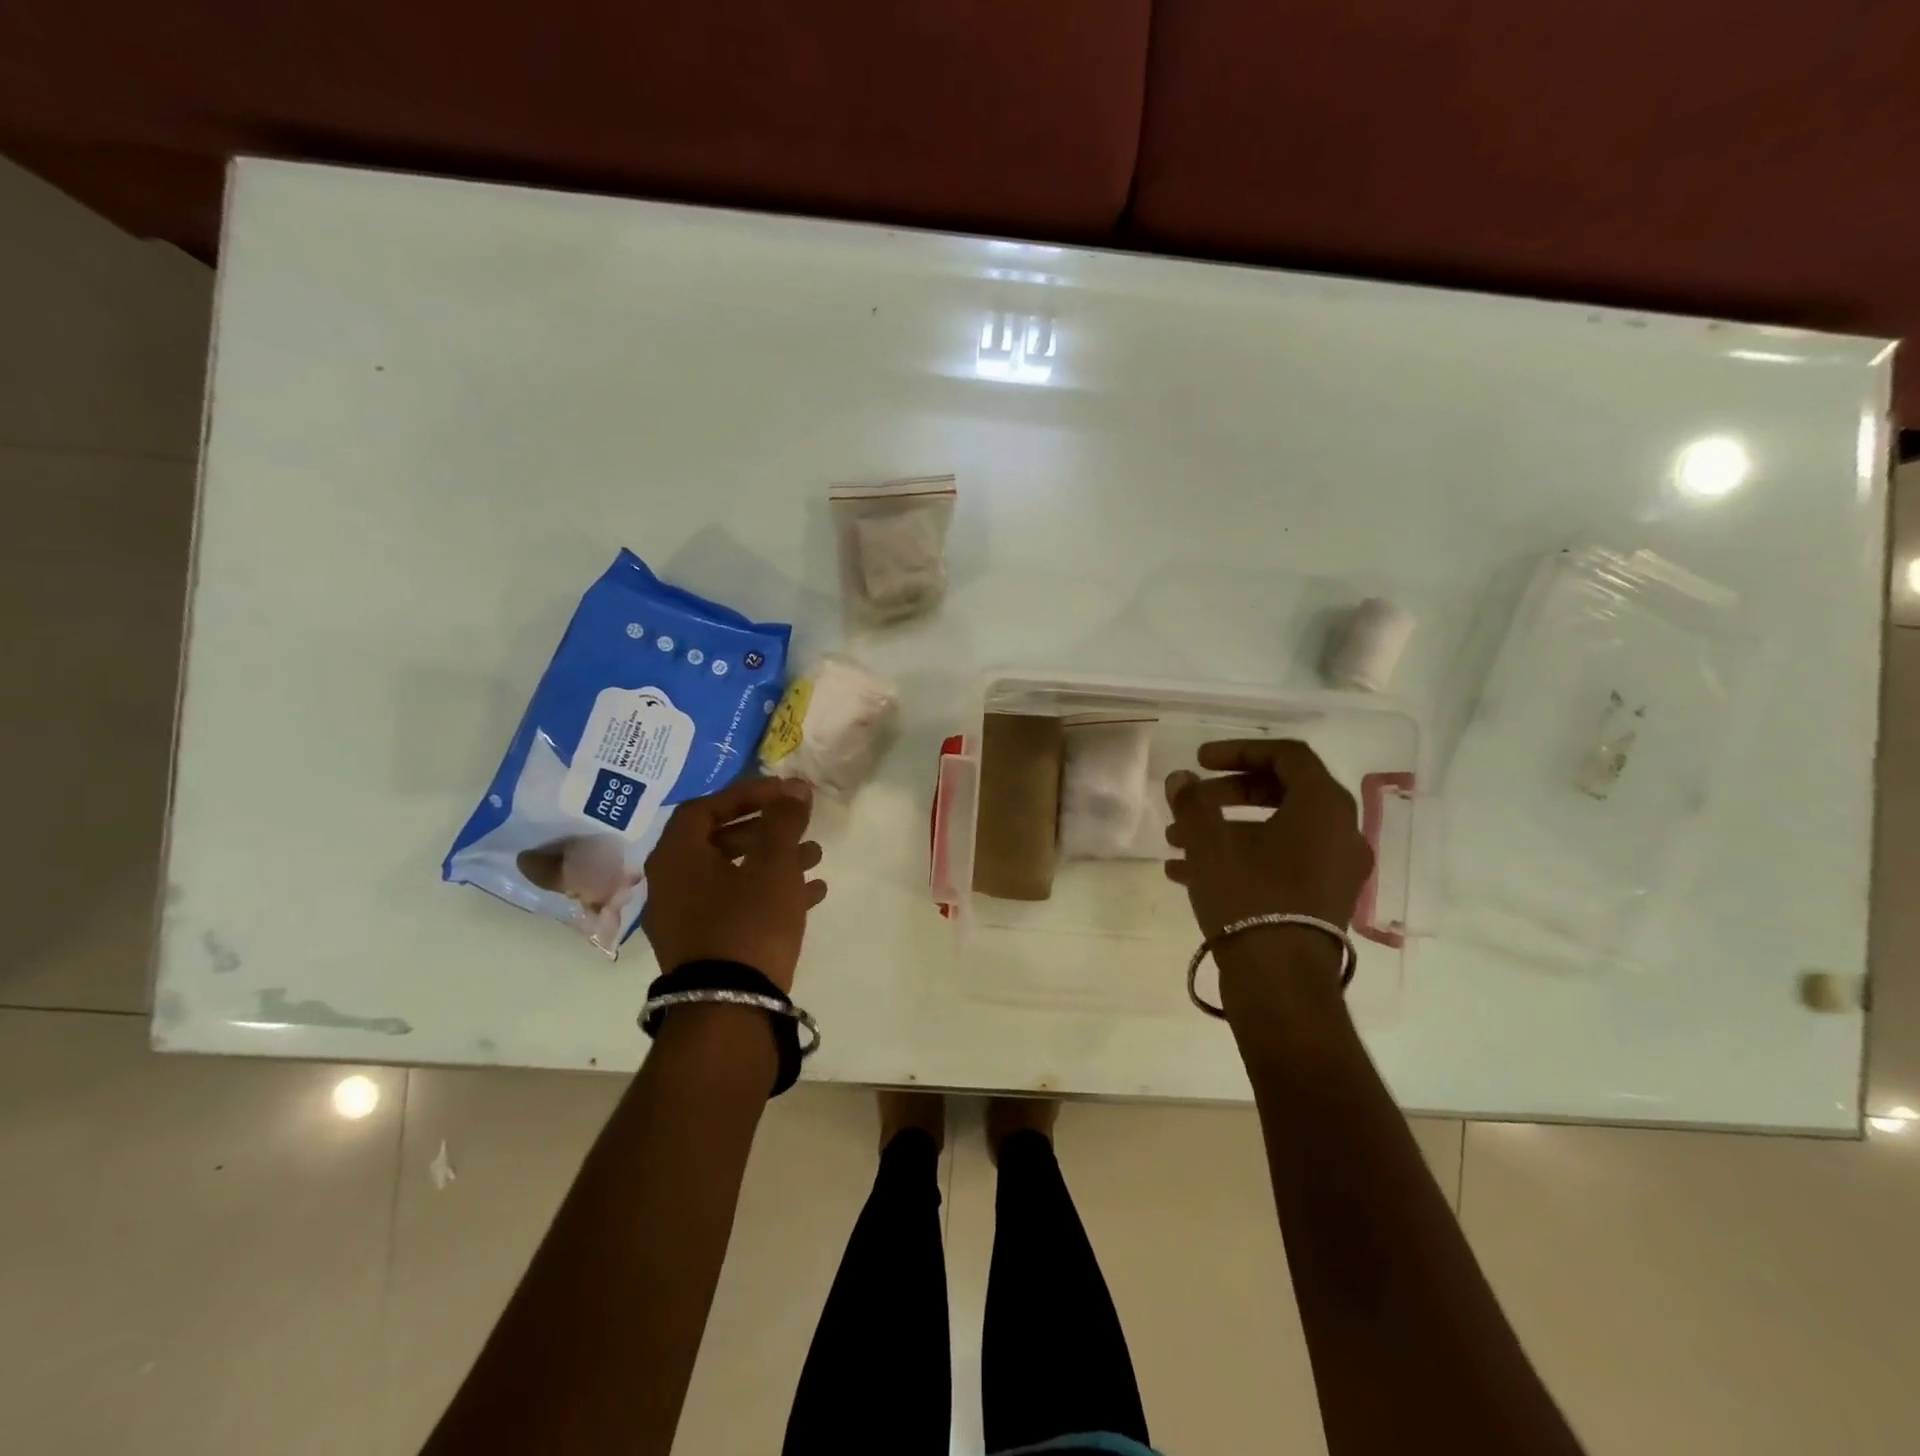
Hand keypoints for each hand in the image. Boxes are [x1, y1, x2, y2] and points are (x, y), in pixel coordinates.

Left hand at [641, 778, 826, 991]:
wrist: (729, 1008)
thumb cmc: (748, 922)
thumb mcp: (773, 864)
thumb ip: (784, 820)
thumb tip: (795, 786)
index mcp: (677, 857)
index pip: (707, 807)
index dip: (746, 794)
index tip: (783, 792)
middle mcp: (672, 884)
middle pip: (719, 840)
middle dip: (765, 828)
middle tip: (798, 822)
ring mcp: (686, 918)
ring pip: (733, 874)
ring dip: (773, 860)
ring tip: (815, 855)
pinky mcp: (705, 946)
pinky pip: (738, 905)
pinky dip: (770, 892)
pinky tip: (812, 893)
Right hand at [1165, 739, 1372, 937]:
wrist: (1279, 981)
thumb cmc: (1248, 896)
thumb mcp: (1209, 842)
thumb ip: (1192, 801)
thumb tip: (1181, 779)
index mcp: (1323, 806)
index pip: (1287, 755)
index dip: (1239, 750)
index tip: (1200, 761)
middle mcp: (1340, 833)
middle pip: (1282, 791)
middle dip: (1228, 793)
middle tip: (1191, 800)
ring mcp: (1335, 870)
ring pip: (1277, 831)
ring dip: (1226, 828)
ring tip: (1177, 841)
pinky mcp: (1322, 901)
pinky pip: (1281, 863)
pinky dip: (1240, 857)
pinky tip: (1188, 874)